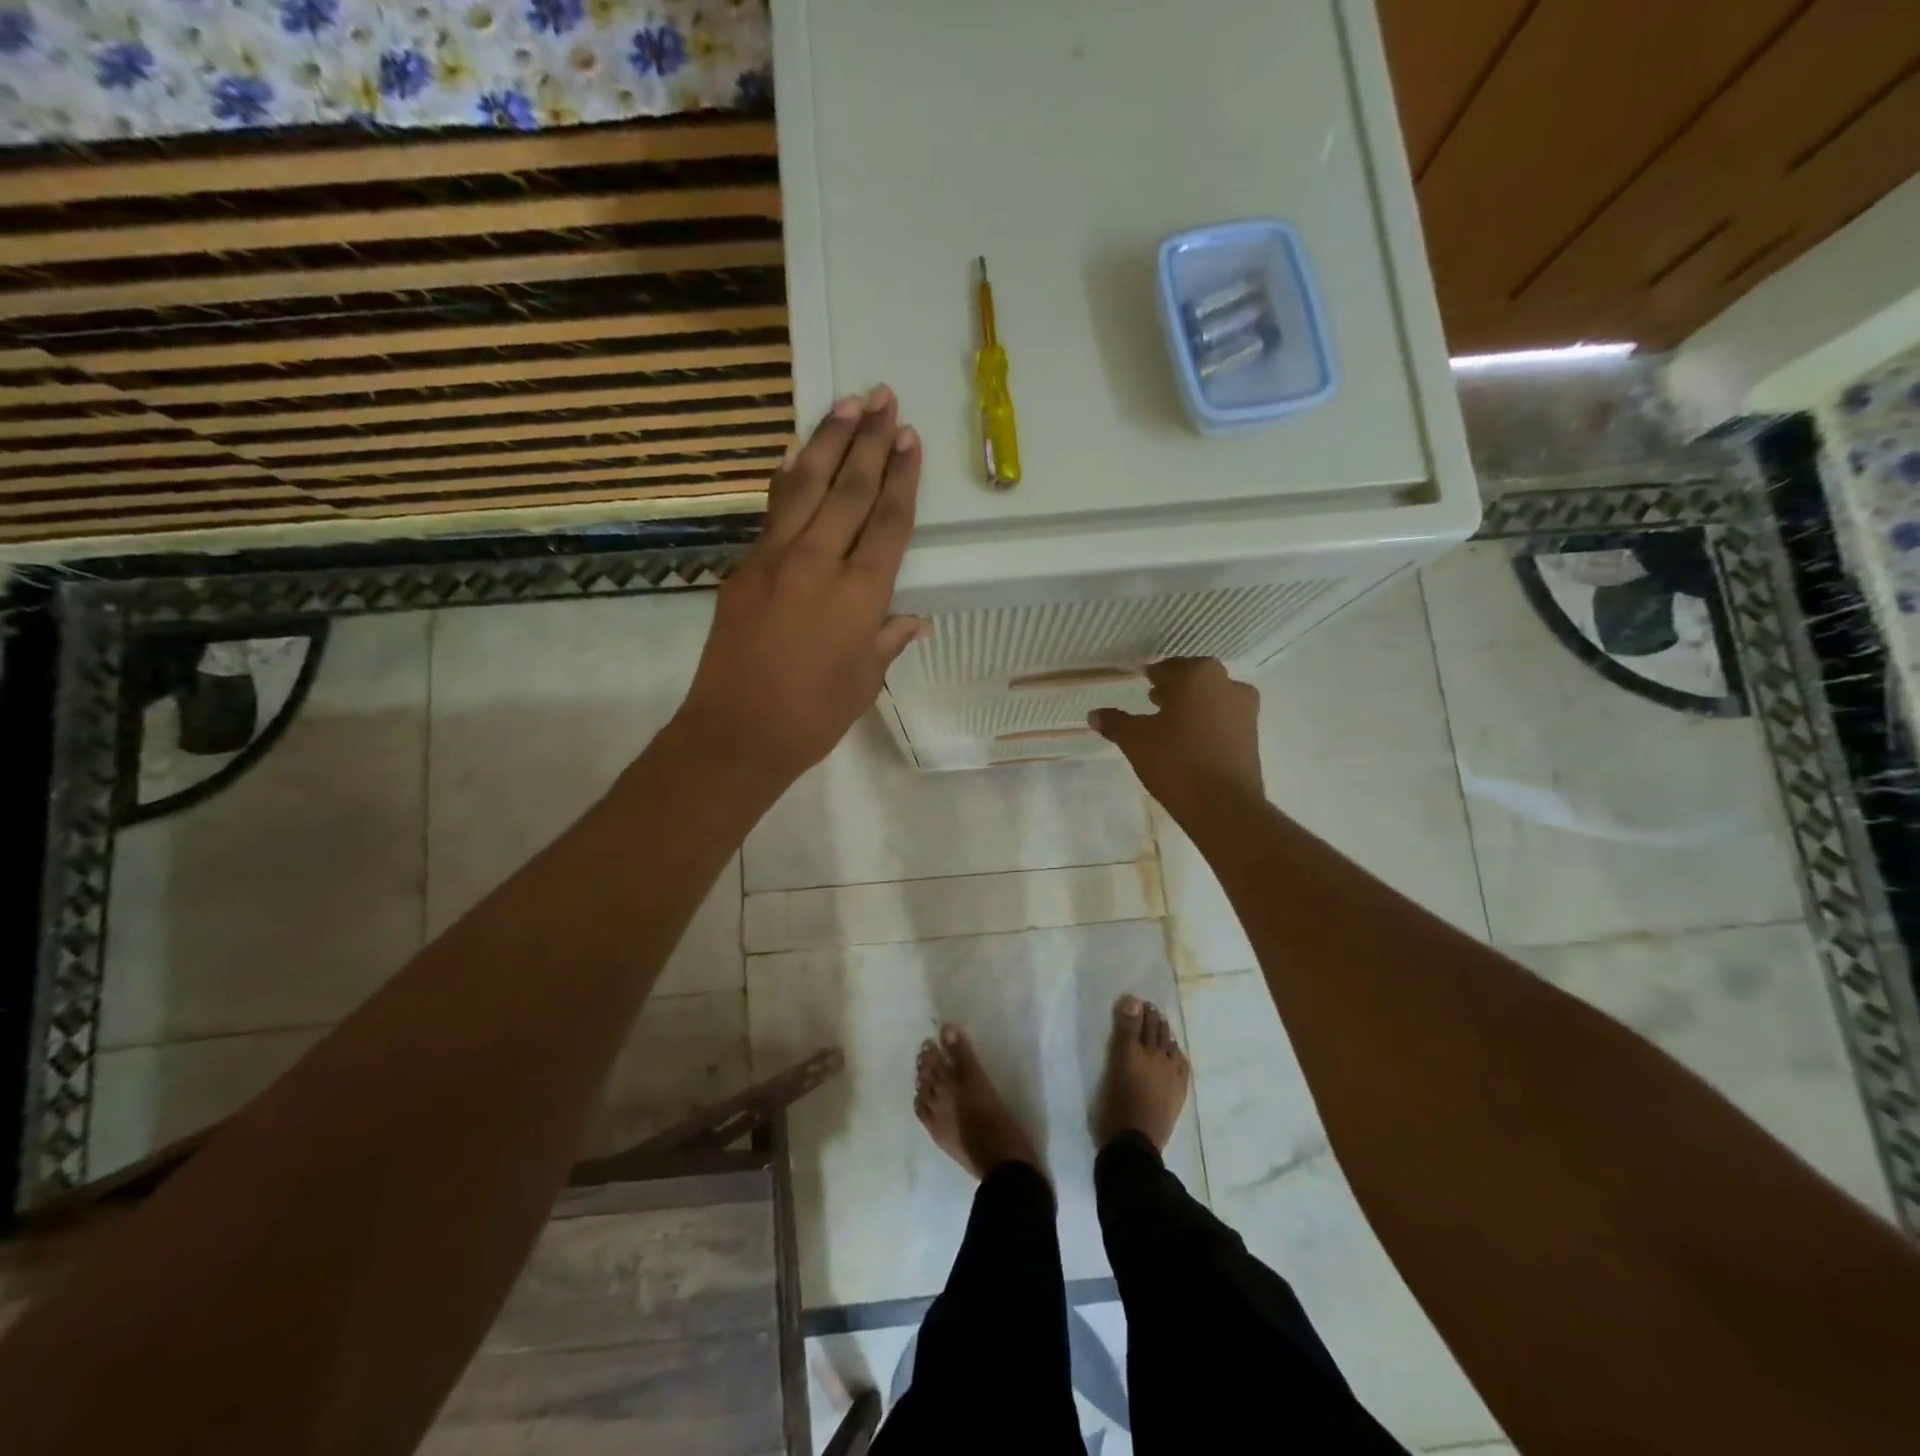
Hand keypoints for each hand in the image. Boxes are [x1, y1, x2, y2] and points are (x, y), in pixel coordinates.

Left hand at [672, 385, 926, 788]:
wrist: (736, 733)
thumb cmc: (812, 717)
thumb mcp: (864, 682)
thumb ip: (887, 641)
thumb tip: (913, 620)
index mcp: (860, 596)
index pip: (888, 523)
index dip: (902, 478)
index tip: (909, 439)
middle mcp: (819, 564)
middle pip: (849, 491)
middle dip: (869, 442)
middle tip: (883, 398)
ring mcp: (775, 560)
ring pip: (805, 487)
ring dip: (827, 442)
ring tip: (846, 404)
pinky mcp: (744, 568)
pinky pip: (772, 512)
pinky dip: (788, 480)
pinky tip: (795, 455)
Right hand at [1091, 659, 1262, 820]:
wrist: (1224, 806)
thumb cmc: (1175, 761)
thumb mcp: (1135, 740)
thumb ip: (1115, 722)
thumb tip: (1095, 714)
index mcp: (1198, 675)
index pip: (1169, 668)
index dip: (1152, 676)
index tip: (1141, 683)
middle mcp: (1227, 684)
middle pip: (1194, 680)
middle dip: (1174, 689)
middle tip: (1152, 701)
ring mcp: (1246, 710)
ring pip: (1212, 698)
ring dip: (1192, 706)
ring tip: (1169, 724)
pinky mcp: (1253, 736)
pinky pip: (1223, 720)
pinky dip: (1206, 723)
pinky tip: (1189, 742)